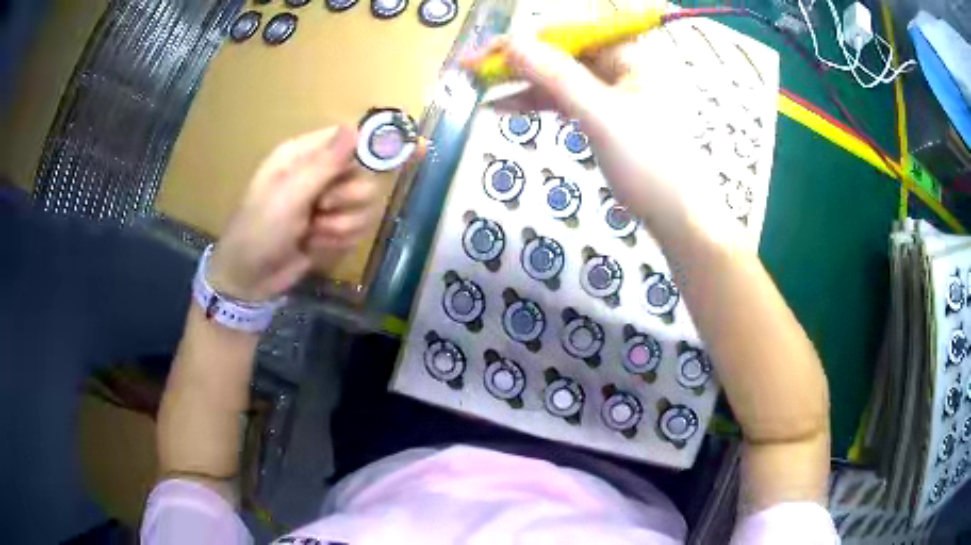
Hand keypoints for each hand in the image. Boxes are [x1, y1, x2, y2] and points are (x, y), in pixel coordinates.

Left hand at [207, 125, 381, 301]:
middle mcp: (320, 175)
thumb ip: (324, 164)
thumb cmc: (259, 230)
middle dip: (347, 200)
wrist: (249, 280)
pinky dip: (336, 243)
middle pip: (365, 177)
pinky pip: (357, 231)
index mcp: (304, 155)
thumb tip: (356, 127)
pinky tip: (313, 247)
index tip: (413, 148)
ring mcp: (328, 204)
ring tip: (311, 234)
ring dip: (339, 227)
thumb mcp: (288, 195)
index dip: (378, 144)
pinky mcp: (333, 230)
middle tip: (321, 209)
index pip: (351, 139)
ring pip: (365, 208)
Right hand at [466, 36, 737, 241]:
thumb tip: (512, 40)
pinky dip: (539, 103)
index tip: (484, 53)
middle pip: (561, 53)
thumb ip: (556, 74)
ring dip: (522, 83)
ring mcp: (614, 91)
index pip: (568, 33)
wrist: (680, 218)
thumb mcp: (600, 115)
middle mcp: (621, 65)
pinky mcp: (607, 116)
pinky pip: (568, 100)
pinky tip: (506, 107)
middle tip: (471, 71)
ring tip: (480, 90)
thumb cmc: (650, 164)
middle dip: (518, 61)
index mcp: (629, 54)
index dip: (524, 39)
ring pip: (560, 78)